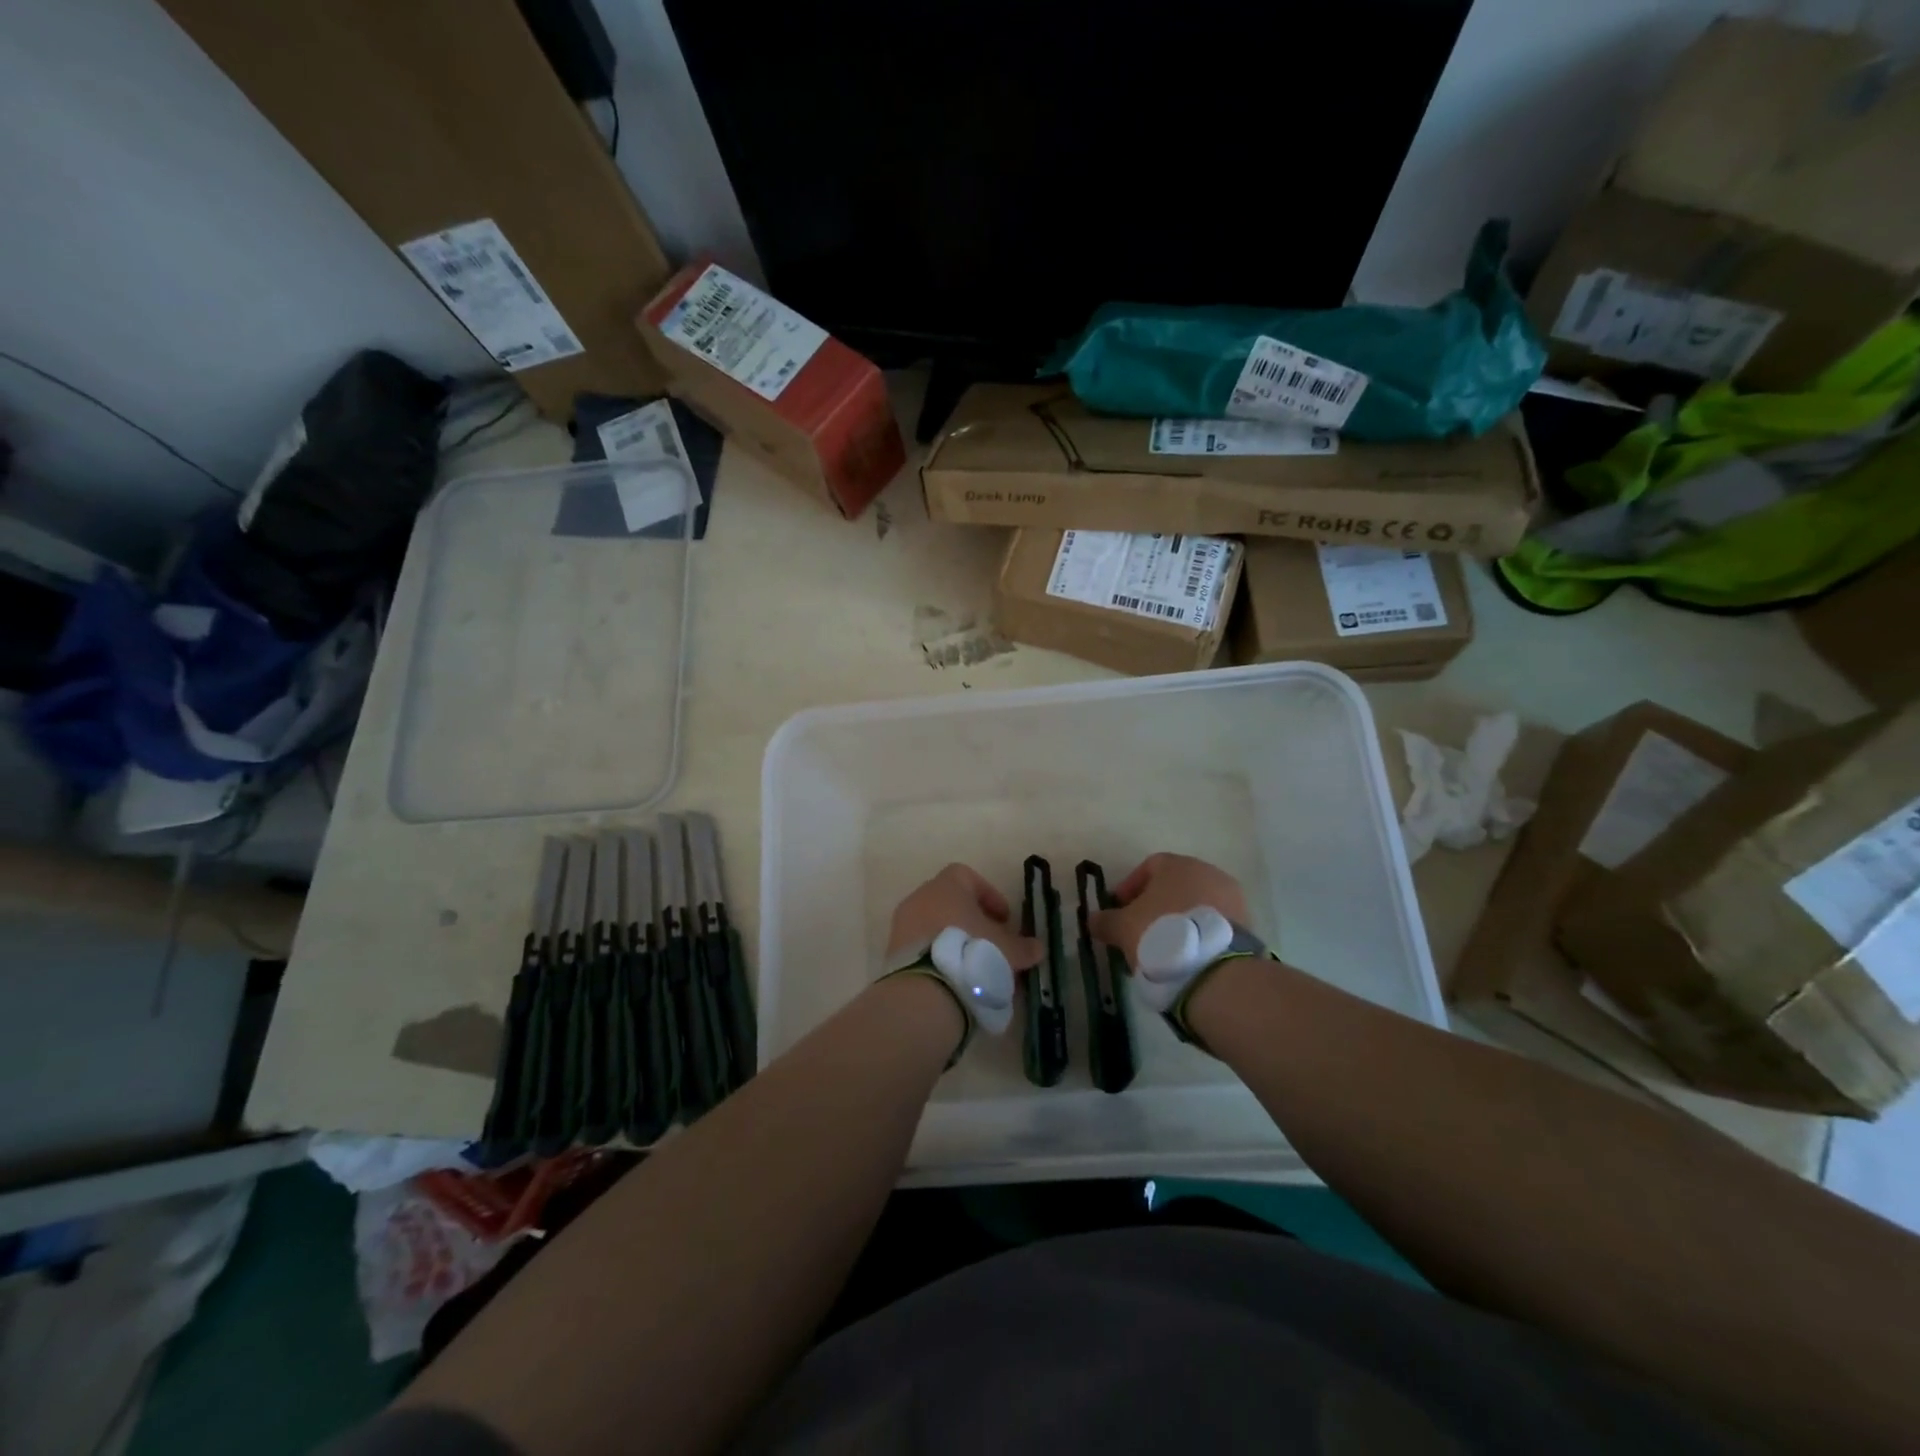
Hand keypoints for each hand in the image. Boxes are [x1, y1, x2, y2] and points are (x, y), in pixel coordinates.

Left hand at [886, 864, 1043, 971]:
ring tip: (974, 965)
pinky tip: (953, 977)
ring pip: (933, 924)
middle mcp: (920, 897)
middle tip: (990, 943)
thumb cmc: (972, 952)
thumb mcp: (1007, 950)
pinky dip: (936, 956)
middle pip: (949, 901)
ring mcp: (902, 923)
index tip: (1003, 920)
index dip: (988, 895)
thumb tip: (1037, 948)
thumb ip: (1024, 947)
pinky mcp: (893, 951)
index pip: (967, 876)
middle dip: (971, 920)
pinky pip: (920, 946)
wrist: (926, 990)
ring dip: (953, 939)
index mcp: (947, 886)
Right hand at [1089, 853, 1248, 967]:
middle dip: (1156, 905)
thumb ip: (1105, 921)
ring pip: (1197, 904)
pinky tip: (1186, 957)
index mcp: (1178, 865)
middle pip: (1176, 884)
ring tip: (1163, 948)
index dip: (1131, 886)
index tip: (1120, 908)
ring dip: (1178, 920)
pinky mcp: (1248, 926)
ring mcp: (1233, 899)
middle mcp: (1209, 873)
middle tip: (1140, 929)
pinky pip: (1214, 924)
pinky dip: (1199, 935)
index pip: (1150, 866)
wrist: (1214, 970)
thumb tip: (1092, 920)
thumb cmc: (1161, 934)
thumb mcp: (1122, 928)